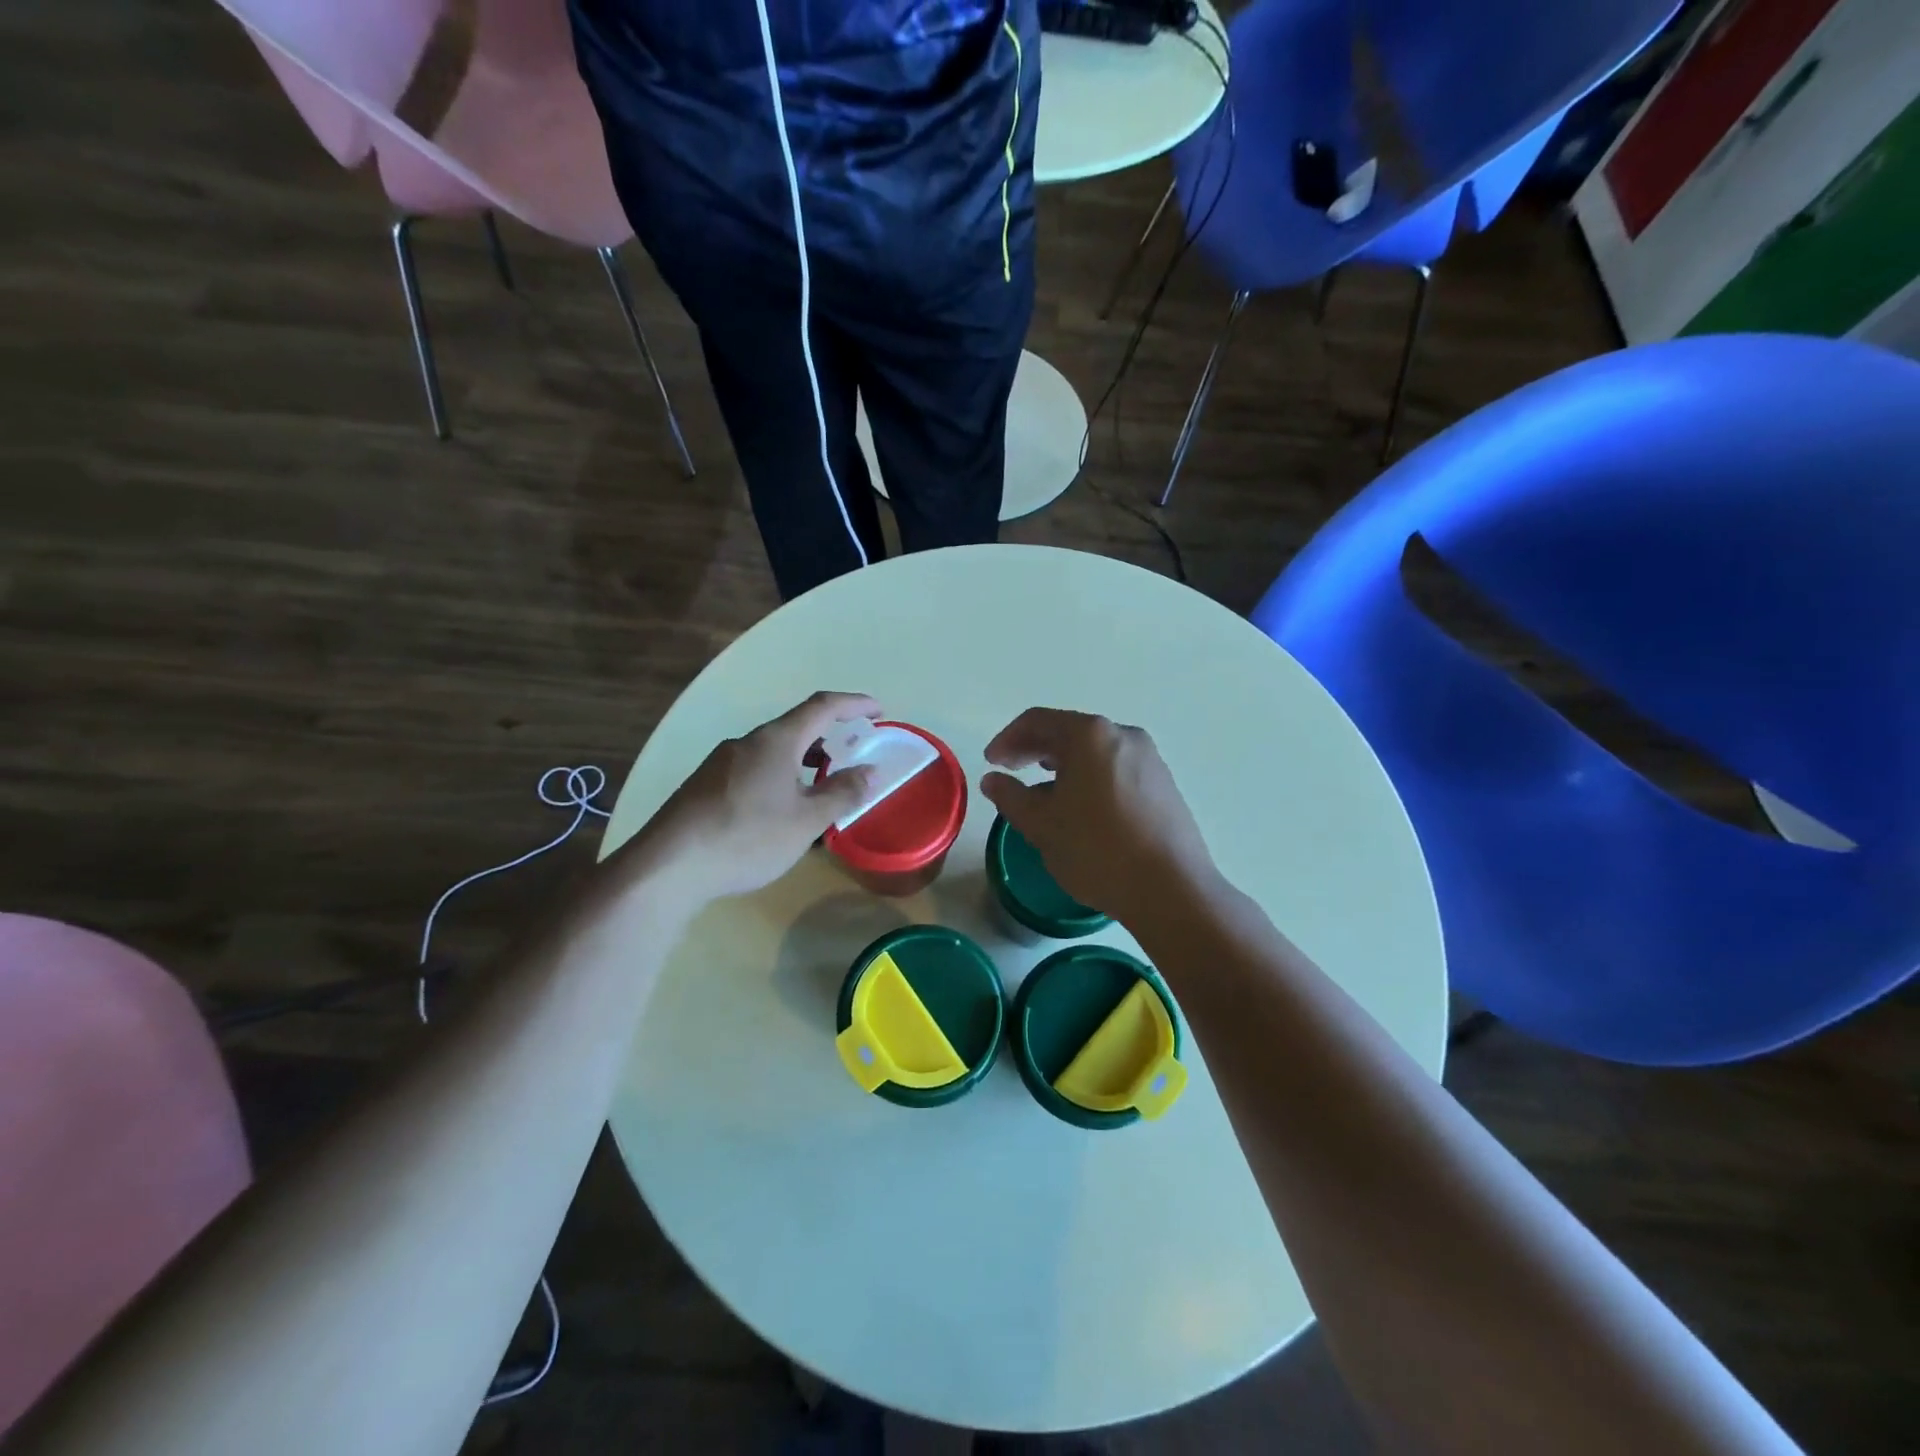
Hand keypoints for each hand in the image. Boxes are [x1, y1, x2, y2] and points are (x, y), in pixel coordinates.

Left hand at [635, 691, 878, 902]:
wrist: (668, 866)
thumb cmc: (747, 837)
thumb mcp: (806, 820)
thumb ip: (842, 793)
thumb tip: (869, 770)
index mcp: (775, 741)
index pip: (822, 706)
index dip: (853, 704)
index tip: (878, 711)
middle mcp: (746, 742)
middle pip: (795, 728)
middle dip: (828, 739)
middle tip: (851, 757)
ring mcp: (720, 763)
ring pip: (772, 752)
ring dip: (802, 762)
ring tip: (818, 791)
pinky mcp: (704, 785)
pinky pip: (753, 770)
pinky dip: (778, 778)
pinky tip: (778, 812)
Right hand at [980, 708, 1216, 916]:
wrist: (1171, 888)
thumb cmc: (1097, 850)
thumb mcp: (1041, 825)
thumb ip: (1011, 796)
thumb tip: (993, 780)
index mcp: (1090, 735)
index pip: (1038, 721)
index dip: (1007, 739)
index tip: (991, 762)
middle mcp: (1123, 735)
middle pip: (1068, 732)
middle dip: (1034, 749)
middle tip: (1010, 772)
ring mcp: (1149, 758)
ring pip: (1094, 751)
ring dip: (1062, 765)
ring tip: (1043, 793)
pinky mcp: (1164, 784)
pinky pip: (1115, 769)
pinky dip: (1089, 778)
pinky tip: (1081, 809)